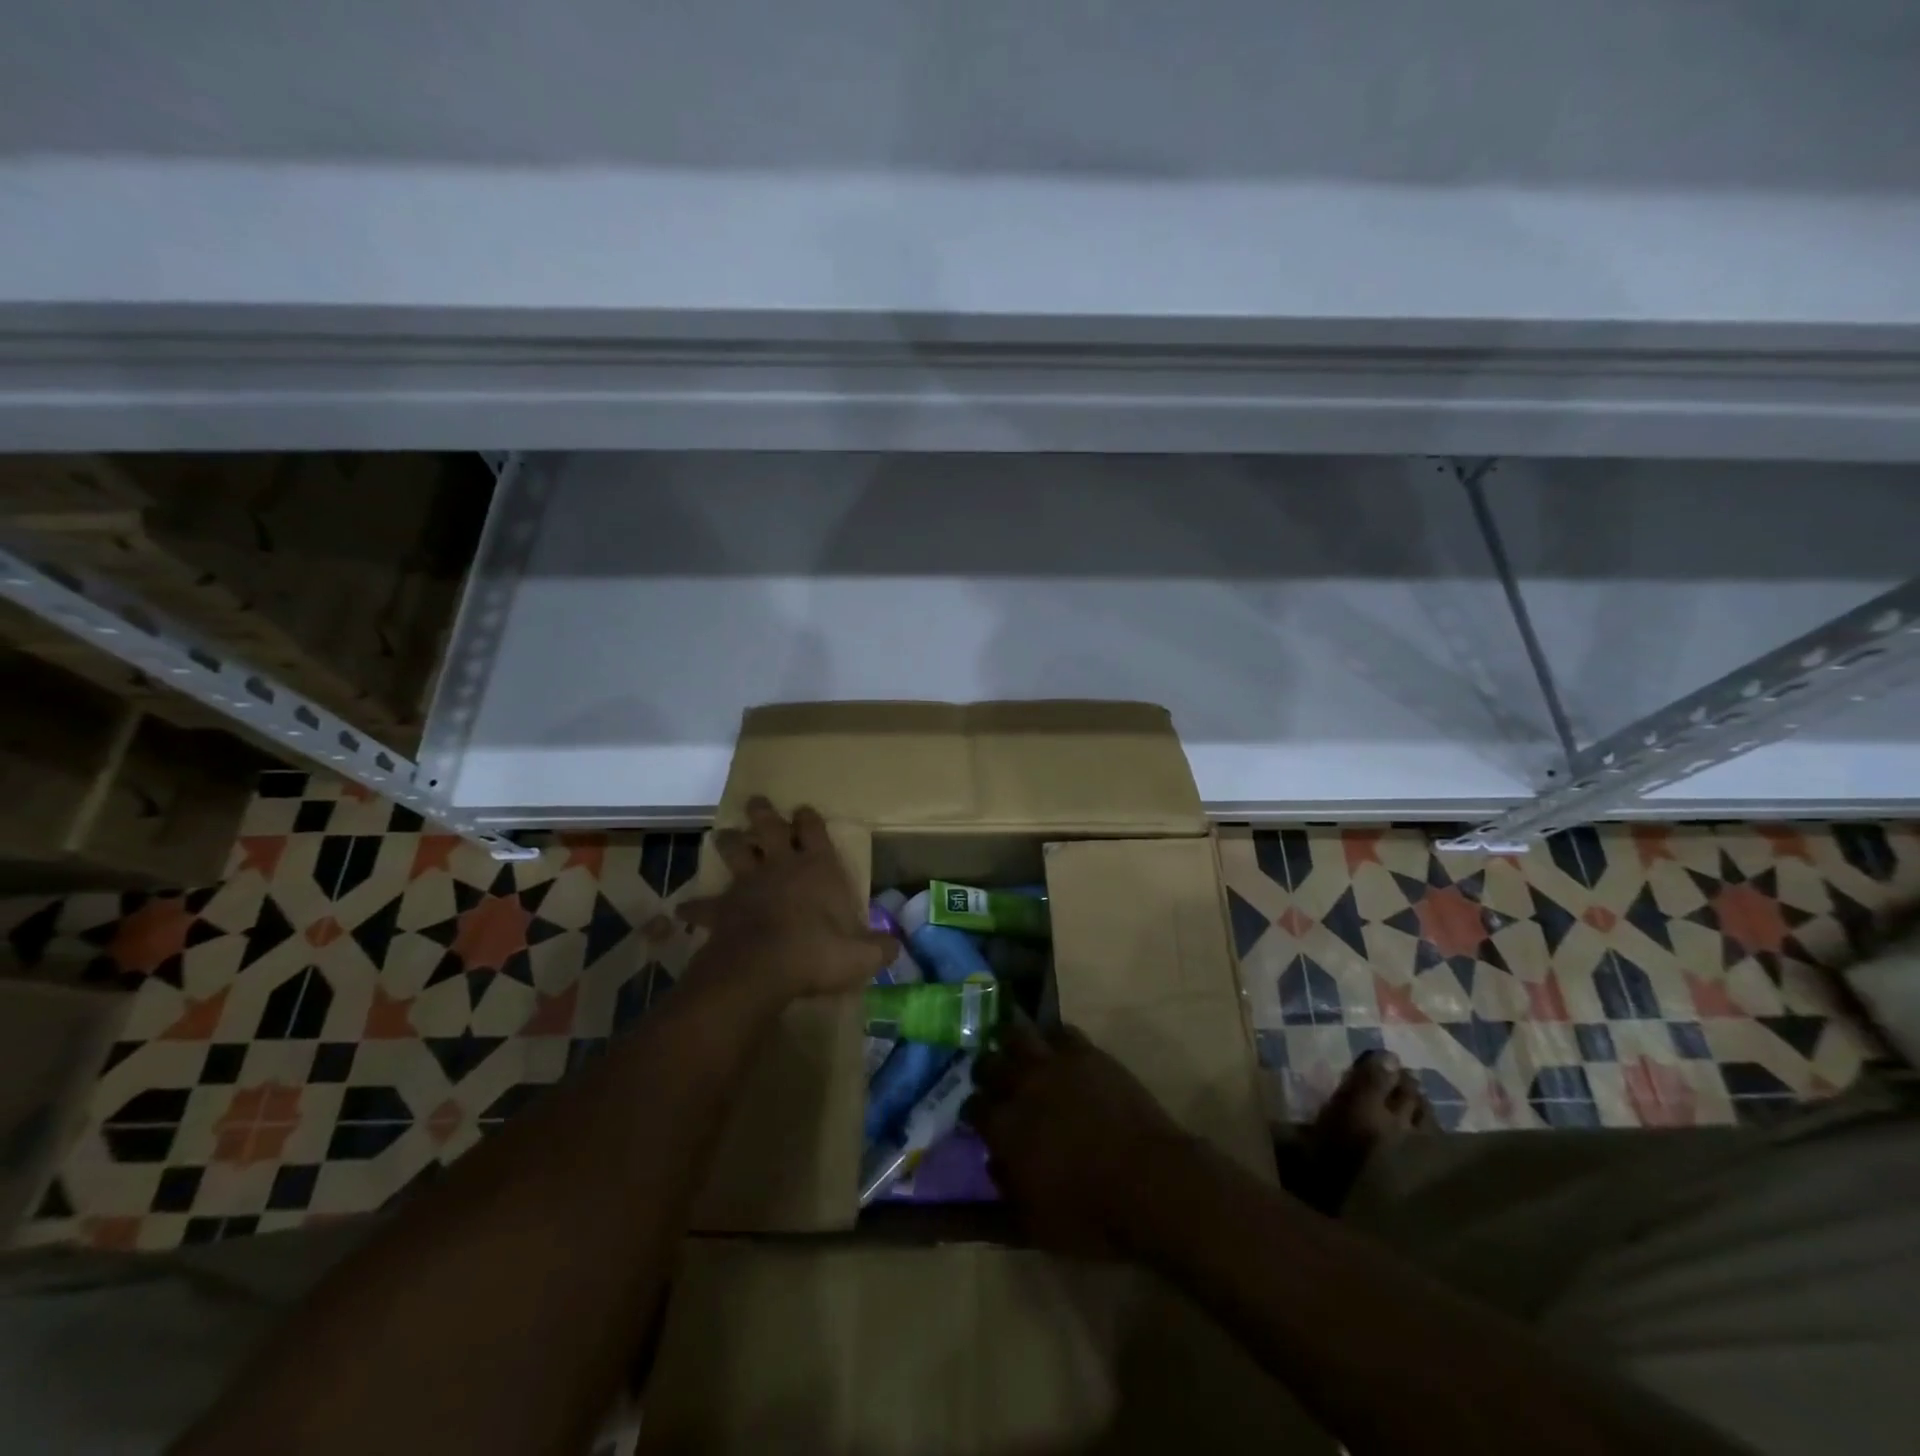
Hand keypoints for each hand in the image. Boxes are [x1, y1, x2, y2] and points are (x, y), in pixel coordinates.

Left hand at [678, 797, 896, 1003]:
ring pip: (735, 851)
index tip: (804, 810)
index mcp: (818, 867)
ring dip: (730, 842)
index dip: (809, 819)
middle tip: (757, 802)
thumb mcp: (861, 956)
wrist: (763, 967)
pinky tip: (683, 910)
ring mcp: (749, 884)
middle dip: (764, 813)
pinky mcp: (723, 908)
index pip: (814, 830)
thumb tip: (896, 948)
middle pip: (769, 828)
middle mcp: (782, 865)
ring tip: (724, 835)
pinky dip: (695, 907)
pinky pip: (705, 905)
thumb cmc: (817, 952)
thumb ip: (880, 949)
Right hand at [966, 1022, 1194, 1257]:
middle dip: (987, 1072)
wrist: (1149, 1184)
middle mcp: (1022, 1087)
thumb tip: (995, 1162)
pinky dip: (1055, 1039)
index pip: (973, 1108)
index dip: (975, 1112)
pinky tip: (1059, 1052)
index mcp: (1004, 1128)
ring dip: (1013, 1043)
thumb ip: (1006, 1189)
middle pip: (989, 1063)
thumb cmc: (1091, 1215)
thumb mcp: (1036, 1223)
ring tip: (1020, 1054)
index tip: (981, 1119)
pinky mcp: (1087, 1054)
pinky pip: (1062, 1032)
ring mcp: (1055, 1065)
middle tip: (996, 1081)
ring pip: (1019, 1035)